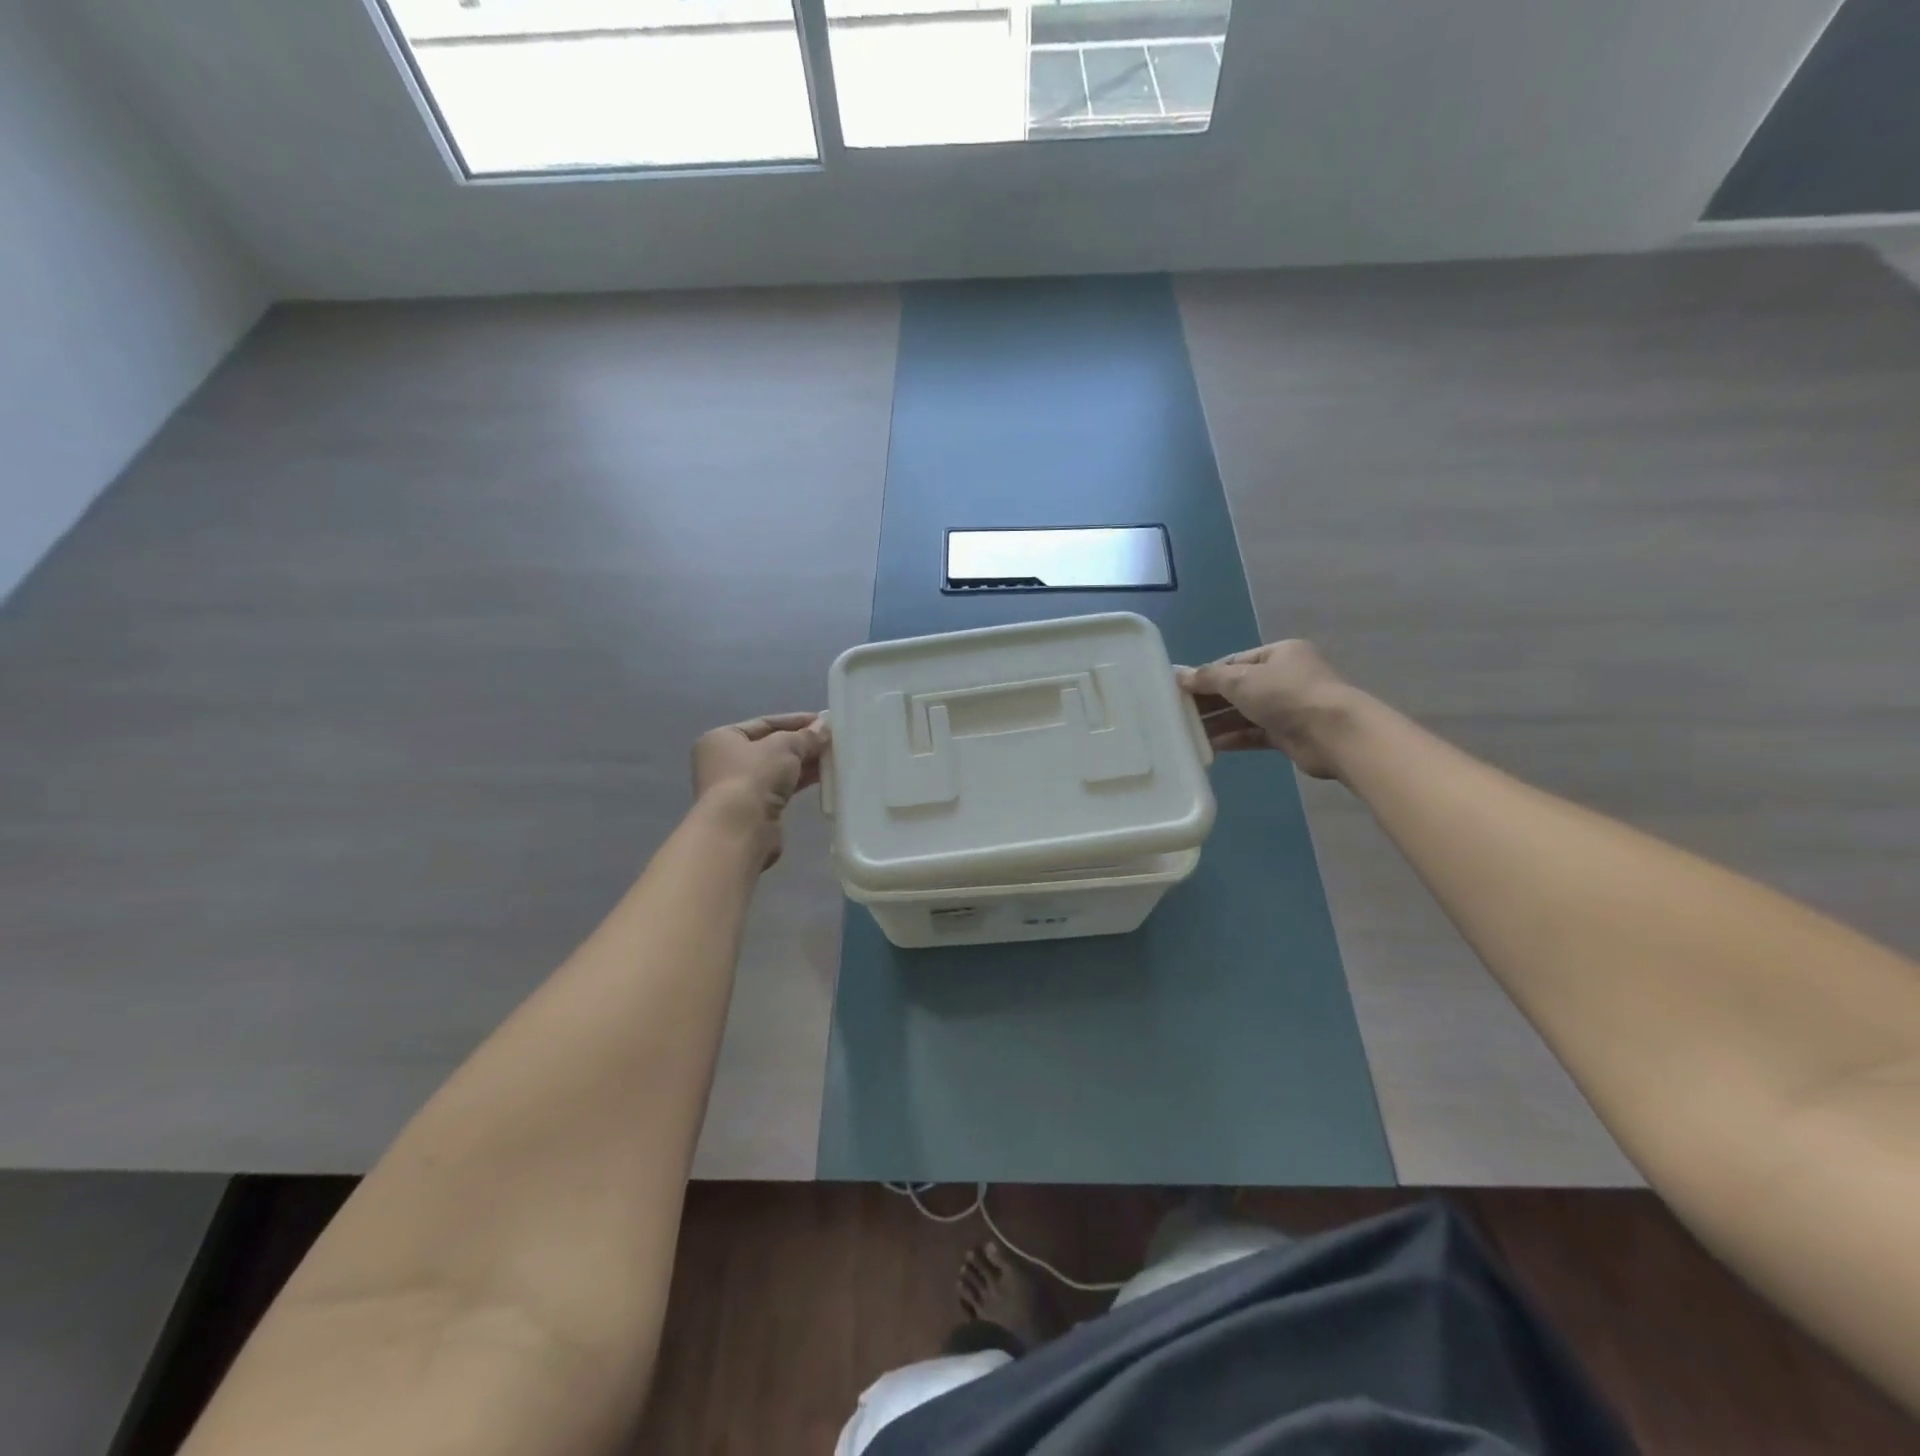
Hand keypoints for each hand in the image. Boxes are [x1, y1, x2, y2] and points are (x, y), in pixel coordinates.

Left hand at [690, 713, 828, 867]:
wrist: (741, 829)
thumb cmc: (754, 776)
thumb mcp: (785, 746)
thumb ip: (806, 736)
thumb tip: (824, 728)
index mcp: (723, 738)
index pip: (765, 723)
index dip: (795, 721)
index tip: (823, 721)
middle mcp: (726, 761)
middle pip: (772, 746)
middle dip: (802, 743)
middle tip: (832, 740)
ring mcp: (739, 787)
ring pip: (778, 769)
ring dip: (804, 763)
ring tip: (833, 757)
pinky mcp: (754, 809)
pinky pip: (781, 788)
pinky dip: (800, 781)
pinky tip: (823, 776)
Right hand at [1177, 641, 1356, 779]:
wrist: (1333, 734)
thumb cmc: (1286, 695)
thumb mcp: (1240, 680)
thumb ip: (1208, 678)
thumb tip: (1178, 675)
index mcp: (1279, 654)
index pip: (1234, 662)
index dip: (1206, 675)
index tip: (1180, 689)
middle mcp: (1285, 677)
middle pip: (1238, 688)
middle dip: (1209, 701)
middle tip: (1178, 714)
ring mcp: (1288, 707)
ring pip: (1245, 713)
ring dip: (1218, 722)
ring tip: (1187, 733)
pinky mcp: (1288, 735)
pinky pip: (1254, 733)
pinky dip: (1233, 738)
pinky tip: (1209, 746)